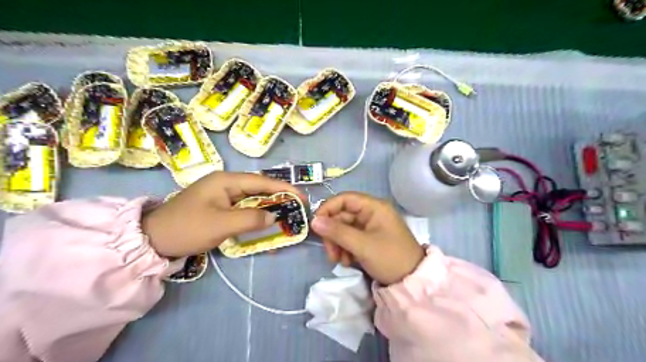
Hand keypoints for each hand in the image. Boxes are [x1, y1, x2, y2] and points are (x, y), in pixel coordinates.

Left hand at [141, 172, 302, 257]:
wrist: (153, 240)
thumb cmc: (187, 228)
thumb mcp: (221, 224)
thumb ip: (251, 219)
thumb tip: (274, 217)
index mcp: (226, 180)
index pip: (262, 181)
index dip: (284, 188)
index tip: (302, 197)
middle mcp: (226, 183)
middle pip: (259, 188)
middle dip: (279, 198)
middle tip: (297, 208)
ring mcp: (222, 195)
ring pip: (252, 199)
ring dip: (269, 207)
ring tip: (287, 215)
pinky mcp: (219, 207)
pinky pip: (243, 208)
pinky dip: (256, 215)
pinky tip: (265, 223)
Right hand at [312, 192, 426, 285]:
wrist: (412, 281)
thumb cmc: (390, 258)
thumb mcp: (362, 245)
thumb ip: (337, 232)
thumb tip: (314, 221)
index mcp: (374, 207)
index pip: (344, 199)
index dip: (328, 209)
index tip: (316, 225)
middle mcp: (371, 213)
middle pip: (342, 216)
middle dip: (333, 234)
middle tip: (331, 253)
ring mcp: (370, 227)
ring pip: (344, 229)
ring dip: (338, 244)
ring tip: (340, 261)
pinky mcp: (369, 239)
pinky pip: (350, 239)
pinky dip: (345, 249)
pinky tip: (347, 262)